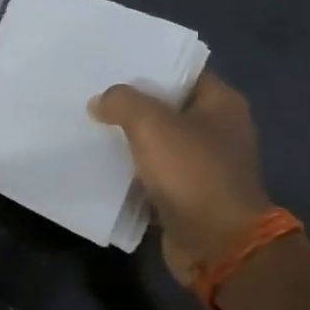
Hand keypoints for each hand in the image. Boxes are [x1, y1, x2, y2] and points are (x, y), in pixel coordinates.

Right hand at [89, 73, 272, 287]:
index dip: (148, 66)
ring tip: (89, 125)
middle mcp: (217, 130)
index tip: (111, 63)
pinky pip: (153, 174)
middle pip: (166, 107)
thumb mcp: (151, 125)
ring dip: (128, 139)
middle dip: (131, 103)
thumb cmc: (192, 174)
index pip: (181, 72)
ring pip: (157, 142)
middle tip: (91, 93)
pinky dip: (131, 171)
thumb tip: (100, 102)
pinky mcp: (188, 195)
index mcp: (221, 103)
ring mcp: (204, 165)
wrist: (219, 246)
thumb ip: (122, 102)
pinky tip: (100, 163)